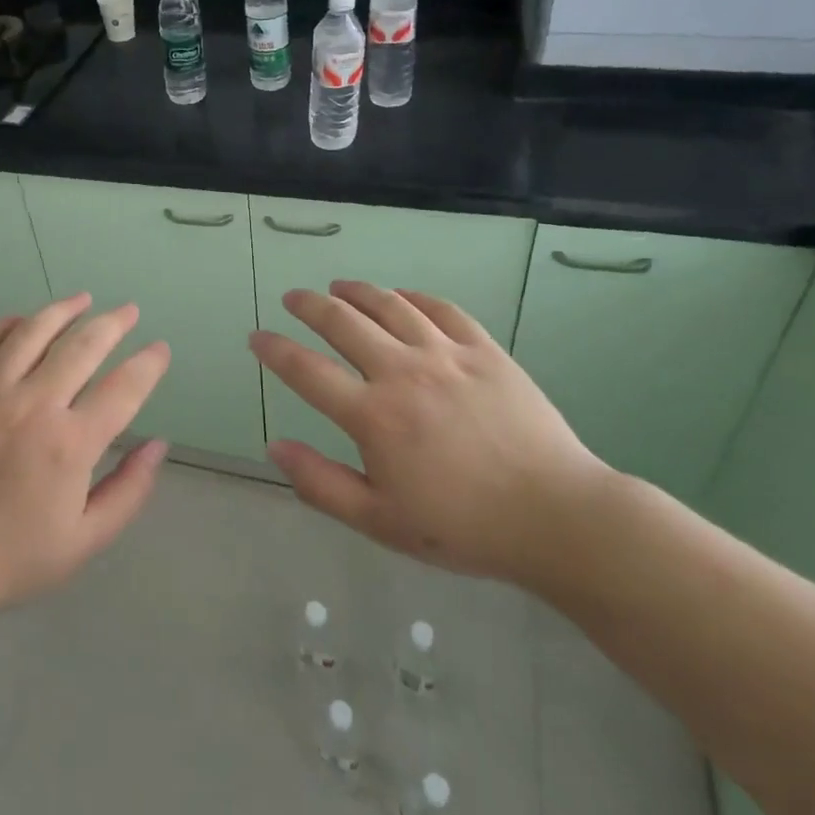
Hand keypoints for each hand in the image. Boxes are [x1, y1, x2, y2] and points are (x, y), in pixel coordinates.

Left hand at [0, 294, 169, 660]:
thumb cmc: (9, 558)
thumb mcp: (84, 540)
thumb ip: (129, 490)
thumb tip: (158, 444)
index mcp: (70, 443)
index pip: (124, 387)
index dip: (149, 364)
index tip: (160, 350)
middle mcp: (33, 404)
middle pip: (83, 345)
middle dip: (114, 323)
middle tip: (129, 312)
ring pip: (33, 331)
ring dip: (64, 310)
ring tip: (83, 300)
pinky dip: (7, 324)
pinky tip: (22, 321)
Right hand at [249, 280, 610, 587]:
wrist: (557, 517)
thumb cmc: (463, 527)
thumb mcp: (380, 522)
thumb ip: (321, 484)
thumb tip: (274, 447)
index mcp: (373, 417)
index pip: (306, 371)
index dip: (275, 350)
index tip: (257, 337)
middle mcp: (403, 372)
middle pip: (343, 323)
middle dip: (309, 306)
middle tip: (293, 298)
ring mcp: (447, 355)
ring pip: (390, 305)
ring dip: (357, 291)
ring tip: (338, 286)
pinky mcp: (486, 350)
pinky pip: (442, 309)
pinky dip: (414, 297)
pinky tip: (402, 297)